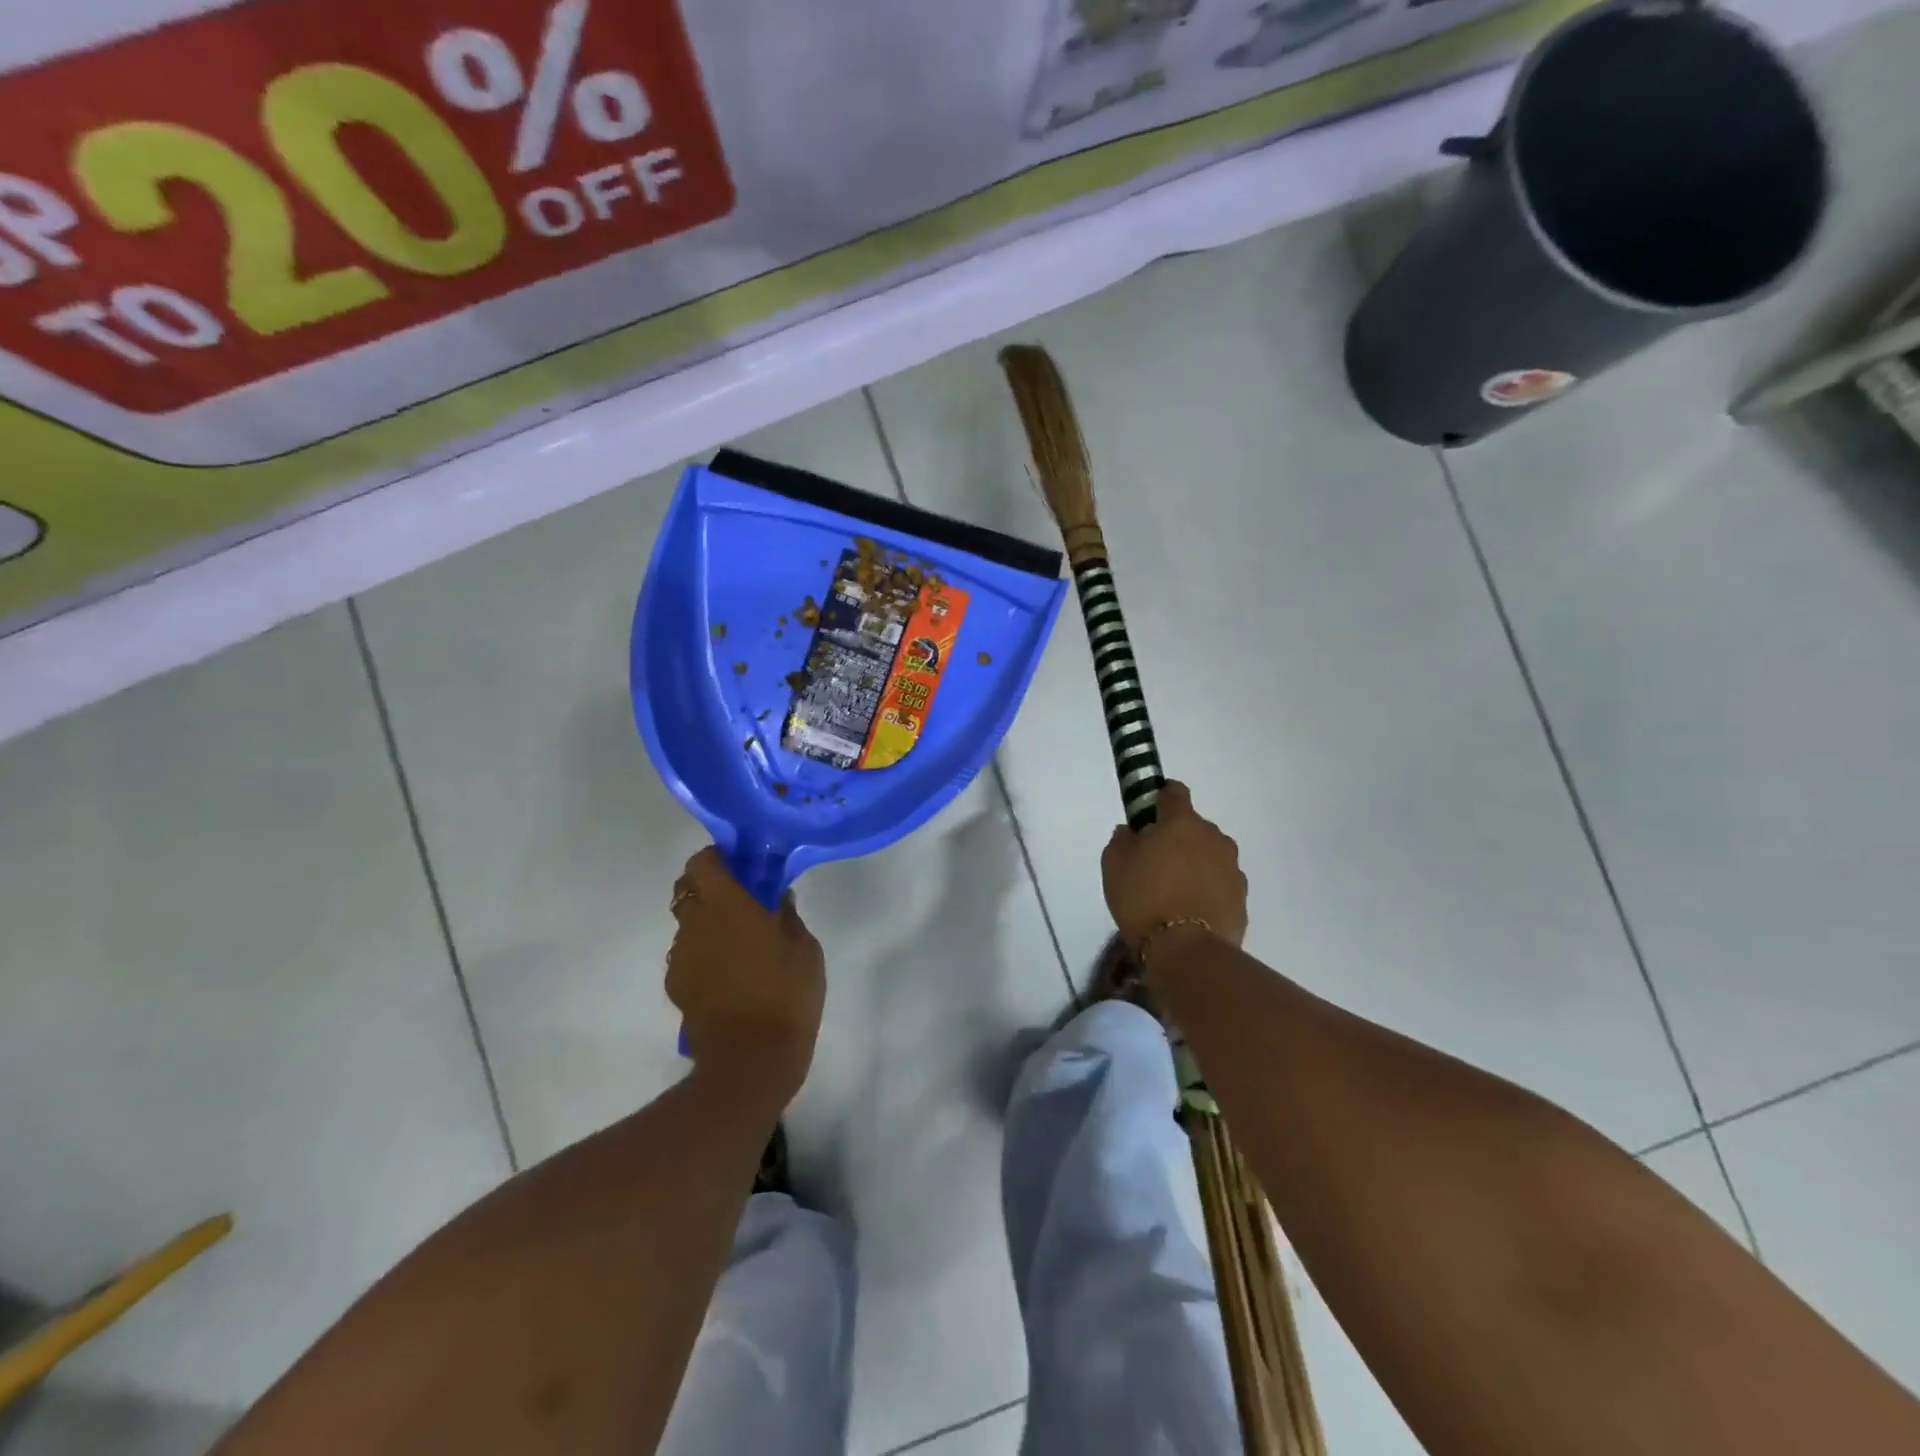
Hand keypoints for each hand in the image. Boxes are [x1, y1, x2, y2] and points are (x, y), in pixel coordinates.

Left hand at [666, 847, 824, 1101]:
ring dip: (707, 921)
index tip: (742, 864)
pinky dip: (704, 952)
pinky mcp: (677, 984)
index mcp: (727, 904)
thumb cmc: (786, 993)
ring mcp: (682, 955)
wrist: (750, 1059)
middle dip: (709, 885)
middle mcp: (696, 923)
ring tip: (739, 941)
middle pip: (687, 888)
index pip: (703, 862)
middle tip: (741, 898)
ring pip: (687, 922)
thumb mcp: (804, 947)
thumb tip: (776, 895)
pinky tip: (729, 973)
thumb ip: (787, 914)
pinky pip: (688, 954)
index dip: (718, 857)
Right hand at [1101, 781, 1248, 951]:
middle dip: (1176, 836)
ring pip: (1209, 853)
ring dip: (1194, 862)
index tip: (1147, 814)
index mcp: (1181, 822)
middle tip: (1155, 861)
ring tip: (1174, 890)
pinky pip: (1220, 881)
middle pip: (1193, 826)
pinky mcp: (1242, 896)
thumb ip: (1122, 840)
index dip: (1160, 798)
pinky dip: (1207, 887)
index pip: (1174, 791)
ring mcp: (1232, 866)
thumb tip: (1131, 831)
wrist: (1187, 950)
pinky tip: (1190, 909)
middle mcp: (1213, 836)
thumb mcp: (1114, 865)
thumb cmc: (1144, 898)